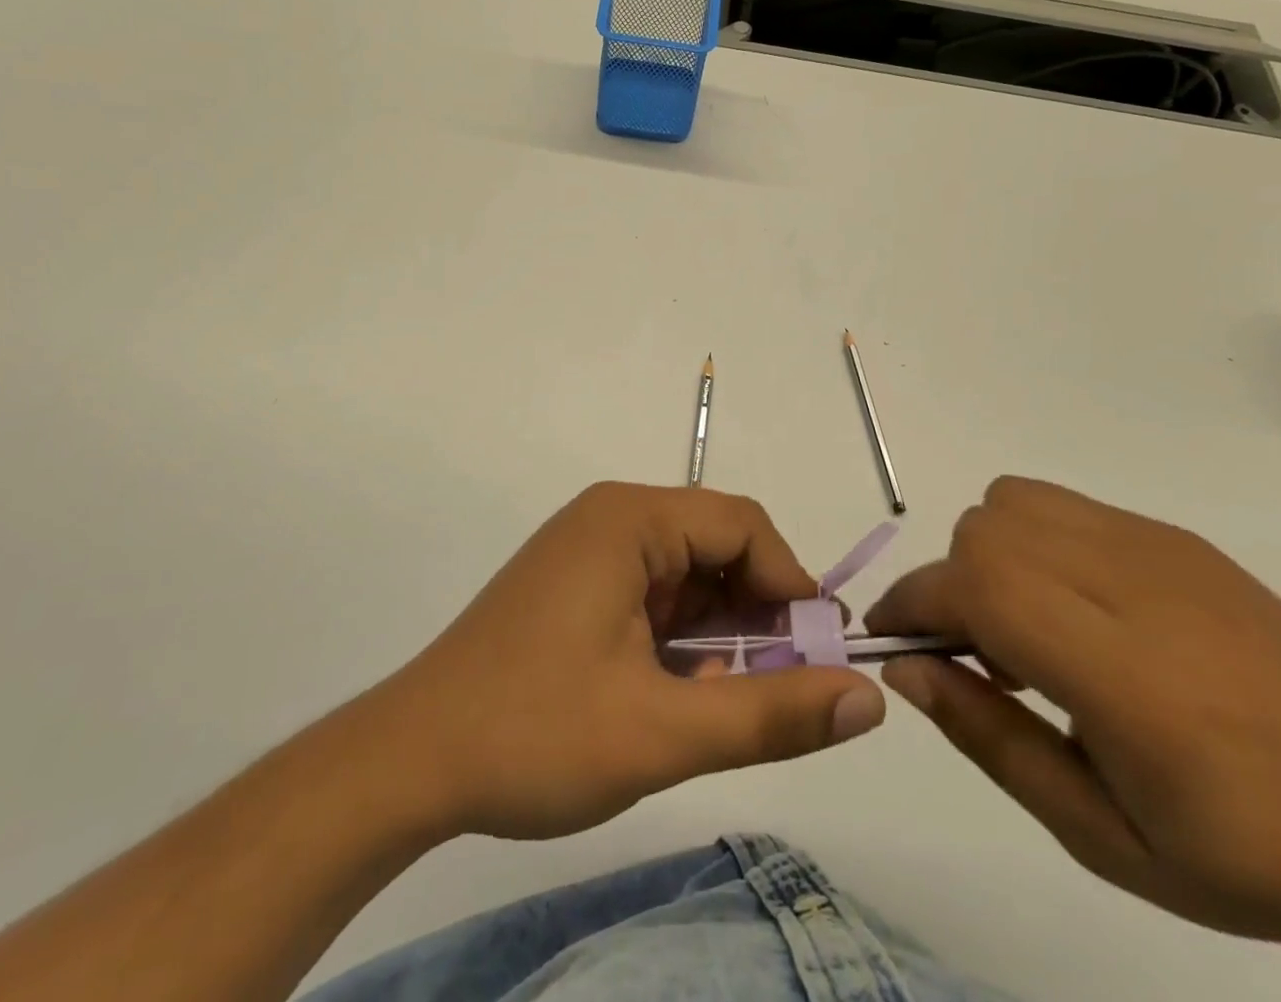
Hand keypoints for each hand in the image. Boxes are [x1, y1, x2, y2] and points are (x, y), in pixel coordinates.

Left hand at [372, 482, 884, 840]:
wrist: (412, 761)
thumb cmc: (535, 732)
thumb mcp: (664, 732)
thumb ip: (772, 714)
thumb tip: (868, 700)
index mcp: (629, 520)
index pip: (742, 524)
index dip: (790, 582)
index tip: (819, 655)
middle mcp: (610, 518)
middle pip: (715, 544)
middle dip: (758, 610)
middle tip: (785, 686)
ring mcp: (588, 550)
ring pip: (687, 573)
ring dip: (722, 629)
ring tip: (735, 697)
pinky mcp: (576, 585)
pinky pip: (653, 593)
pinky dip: (683, 635)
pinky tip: (687, 690)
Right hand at [864, 477, 1280, 974]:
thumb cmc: (1243, 854)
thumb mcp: (1099, 834)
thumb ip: (988, 738)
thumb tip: (905, 667)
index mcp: (1129, 679)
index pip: (981, 588)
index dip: (914, 601)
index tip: (894, 639)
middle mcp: (1140, 590)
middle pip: (985, 532)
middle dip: (950, 584)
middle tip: (978, 654)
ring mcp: (1161, 550)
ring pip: (1014, 501)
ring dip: (988, 554)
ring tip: (1025, 624)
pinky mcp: (1176, 537)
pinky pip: (1062, 505)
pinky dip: (1032, 542)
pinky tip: (1075, 608)